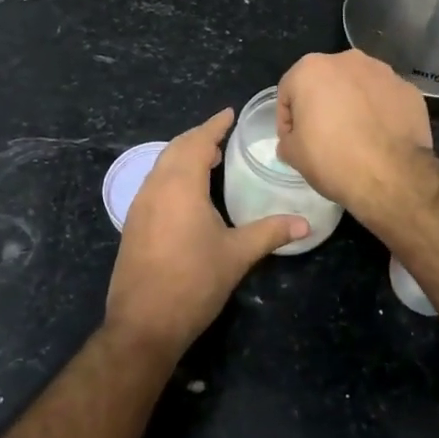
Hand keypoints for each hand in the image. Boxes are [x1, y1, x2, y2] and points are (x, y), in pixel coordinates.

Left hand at [107, 109, 307, 358]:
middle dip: (198, 137)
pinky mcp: (133, 224)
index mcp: (180, 186)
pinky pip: (154, 183)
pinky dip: (172, 174)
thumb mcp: (237, 255)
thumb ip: (270, 233)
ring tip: (208, 158)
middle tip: (222, 134)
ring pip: (161, 166)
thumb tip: (306, 224)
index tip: (229, 113)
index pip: (197, 142)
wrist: (143, 324)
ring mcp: (139, 206)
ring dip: (183, 155)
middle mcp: (155, 188)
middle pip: (176, 149)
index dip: (214, 125)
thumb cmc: (194, 283)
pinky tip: (187, 192)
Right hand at [275, 50, 432, 208]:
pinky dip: (380, 112)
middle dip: (322, 104)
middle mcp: (347, 60)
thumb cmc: (333, 159)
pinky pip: (386, 99)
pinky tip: (381, 137)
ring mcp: (383, 72)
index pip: (289, 91)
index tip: (294, 141)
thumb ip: (288, 139)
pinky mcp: (409, 90)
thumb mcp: (294, 155)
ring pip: (358, 86)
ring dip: (353, 104)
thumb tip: (295, 139)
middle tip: (324, 137)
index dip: (288, 118)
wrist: (392, 176)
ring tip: (356, 136)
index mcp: (311, 69)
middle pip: (326, 82)